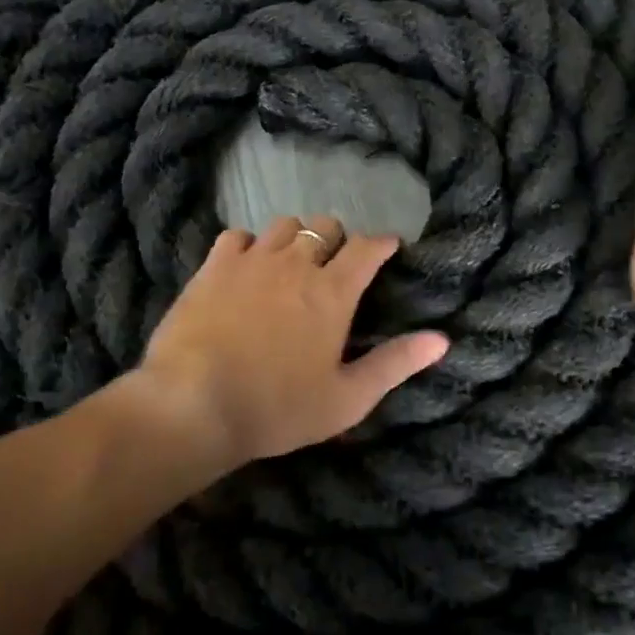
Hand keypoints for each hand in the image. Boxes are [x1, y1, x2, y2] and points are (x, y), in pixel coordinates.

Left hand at [140, 215, 448, 466]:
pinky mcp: (214, 266)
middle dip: (337, 240)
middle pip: (326, 227)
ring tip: (291, 263)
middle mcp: (296, 264)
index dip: (382, 243)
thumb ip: (395, 364)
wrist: (193, 404)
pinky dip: (249, 246)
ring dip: (295, 239)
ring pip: (284, 225)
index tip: (388, 247)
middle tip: (334, 266)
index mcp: (333, 292)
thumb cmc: (277, 408)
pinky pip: (238, 236)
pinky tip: (246, 267)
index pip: (367, 248)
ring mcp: (252, 260)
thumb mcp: (347, 398)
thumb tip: (442, 339)